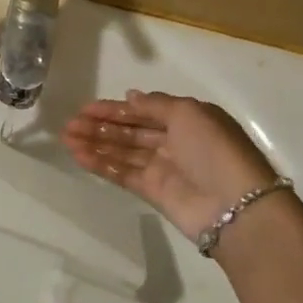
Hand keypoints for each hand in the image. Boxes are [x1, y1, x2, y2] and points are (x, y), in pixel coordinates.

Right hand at [63, 90, 280, 240]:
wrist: (235, 205)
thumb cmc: (214, 149)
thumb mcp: (189, 113)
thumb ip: (156, 104)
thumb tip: (131, 96)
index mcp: (187, 119)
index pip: (143, 111)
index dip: (115, 109)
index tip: (85, 108)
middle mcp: (173, 141)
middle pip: (130, 131)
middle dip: (100, 126)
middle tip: (69, 124)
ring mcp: (162, 168)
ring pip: (122, 151)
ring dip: (95, 143)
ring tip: (67, 138)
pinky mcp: (152, 191)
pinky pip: (122, 173)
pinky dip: (101, 164)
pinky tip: (79, 156)